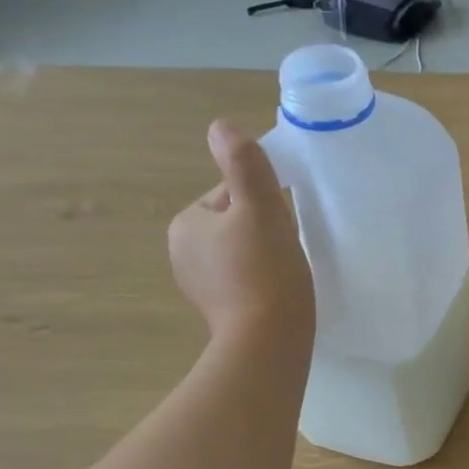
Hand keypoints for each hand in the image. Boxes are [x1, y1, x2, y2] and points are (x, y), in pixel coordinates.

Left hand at [169, 122, 313, 351]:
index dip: (265, 204)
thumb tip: (221, 126)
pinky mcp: (218, 310)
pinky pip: (244, 280)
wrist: (268, 342)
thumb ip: (244, 164)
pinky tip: (278, 293)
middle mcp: (182, 252)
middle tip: (286, 252)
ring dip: (265, 256)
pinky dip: (262, 282)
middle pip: (237, 223)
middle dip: (264, 231)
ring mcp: (199, 285)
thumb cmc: (265, 272)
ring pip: (242, 252)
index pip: (232, 194)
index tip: (281, 228)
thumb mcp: (260, 208)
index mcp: (186, 223)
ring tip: (285, 274)